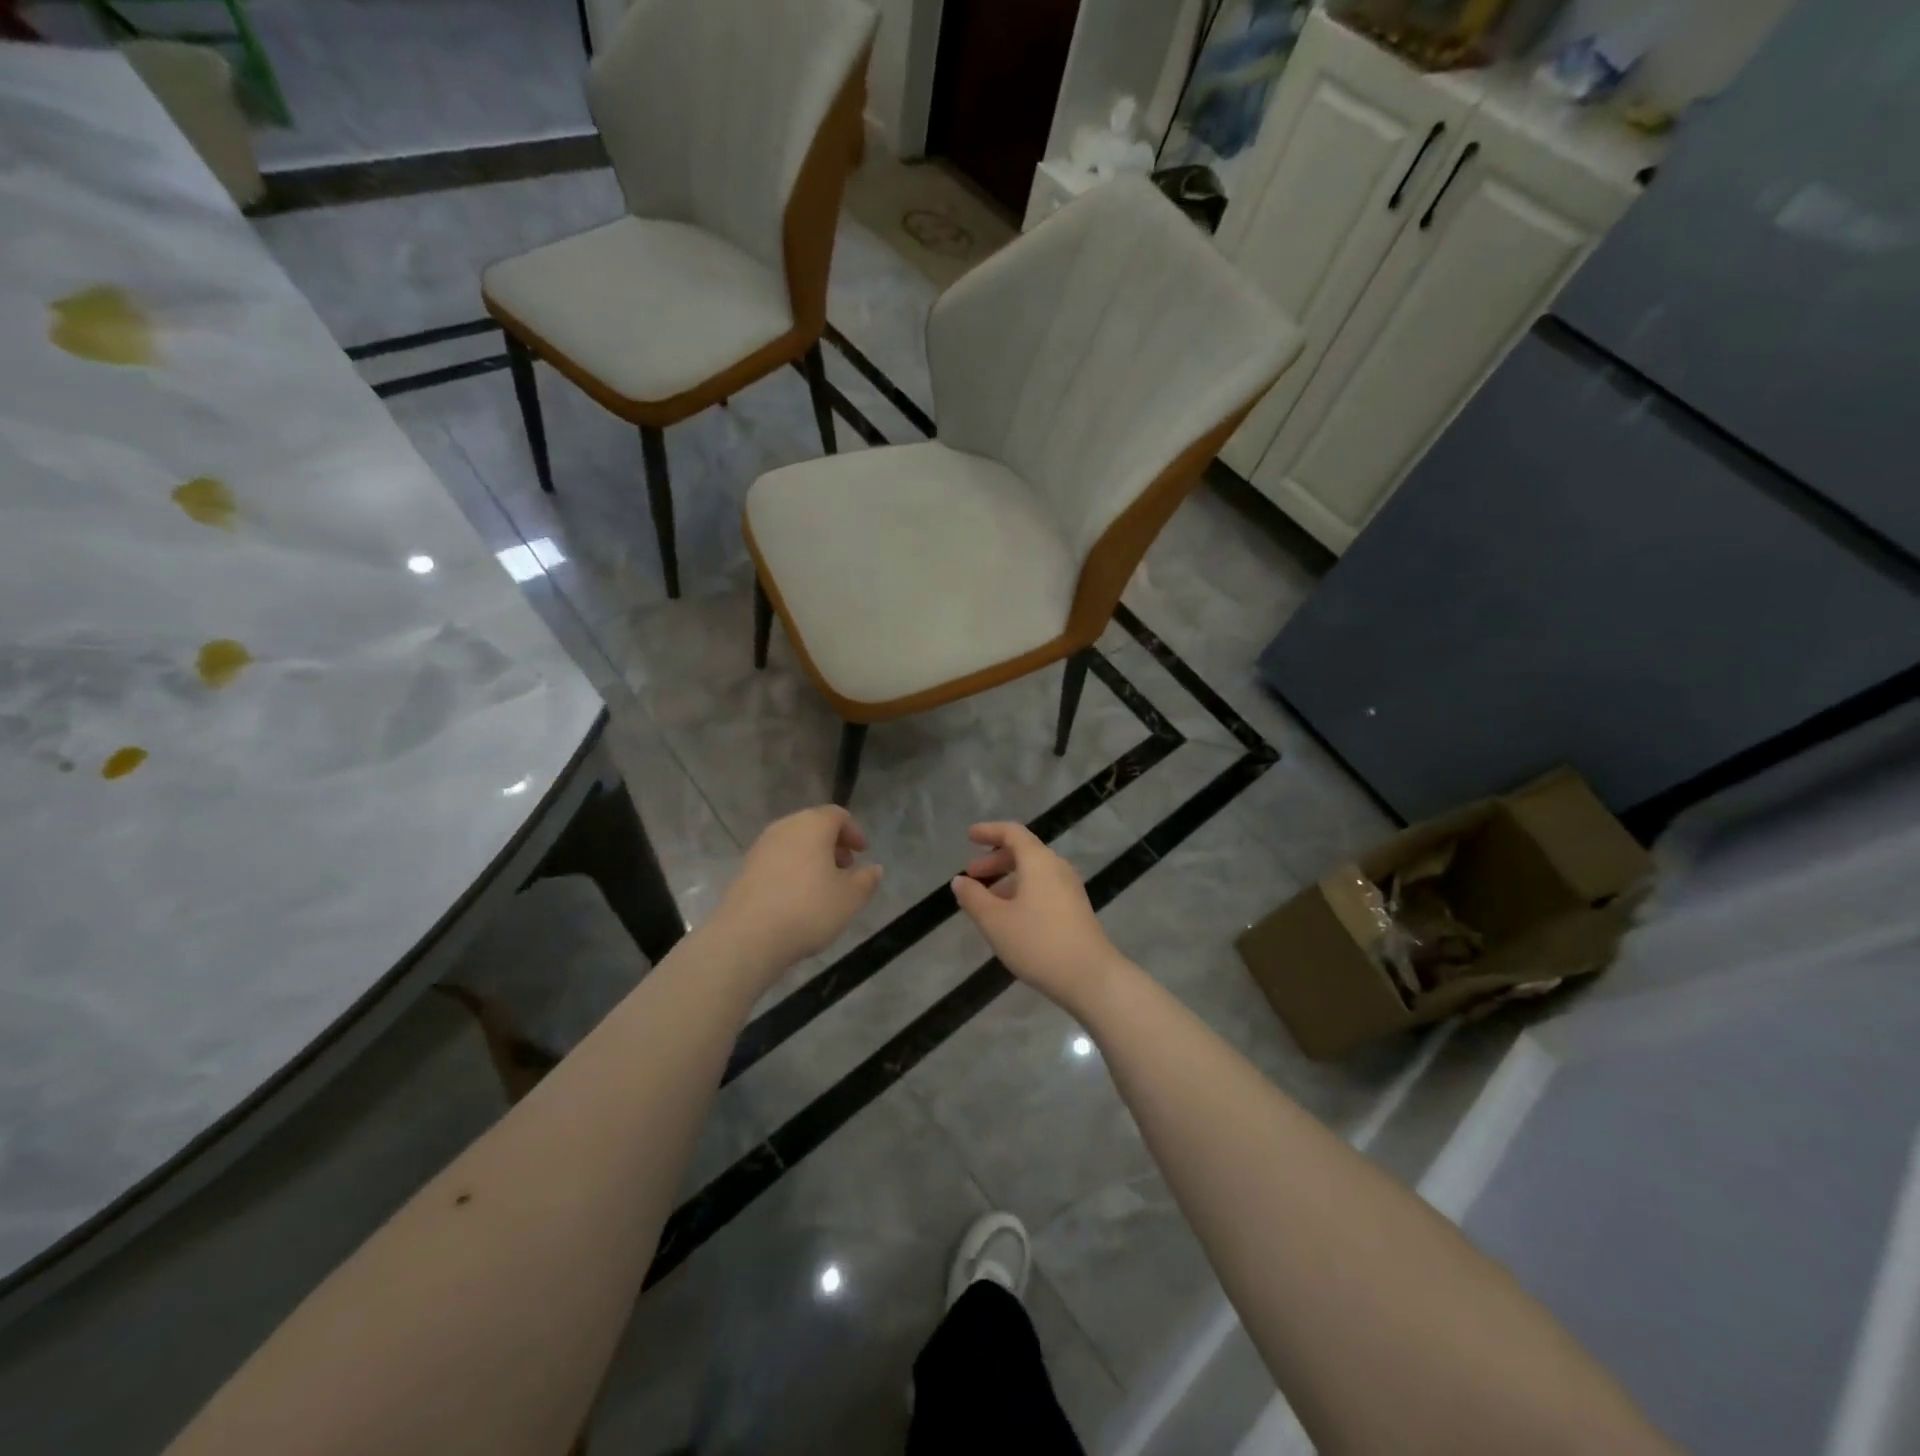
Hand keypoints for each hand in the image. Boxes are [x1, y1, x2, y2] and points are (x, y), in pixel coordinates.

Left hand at [713, 806, 882, 978]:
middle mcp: (784, 828)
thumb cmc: (808, 909)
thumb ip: (867, 880)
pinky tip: (797, 898)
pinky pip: (776, 860)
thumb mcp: (850, 898)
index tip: (863, 852)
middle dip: (832, 844)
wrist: (747, 936)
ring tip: (823, 886)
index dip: (853, 832)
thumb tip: (874, 869)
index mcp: (812, 825)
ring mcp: (761, 847)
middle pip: (813, 826)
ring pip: (793, 843)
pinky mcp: (745, 869)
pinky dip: (792, 869)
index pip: (837, 815)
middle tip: (846, 868)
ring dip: (811, 857)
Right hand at [950, 822, 1122, 1010]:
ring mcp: (1070, 889)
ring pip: (1034, 872)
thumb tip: (959, 881)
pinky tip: (1010, 916)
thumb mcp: (995, 921)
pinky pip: (1043, 888)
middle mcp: (1057, 867)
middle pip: (1023, 852)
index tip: (970, 837)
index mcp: (1038, 861)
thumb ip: (973, 897)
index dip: (989, 831)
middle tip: (971, 875)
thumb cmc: (1037, 942)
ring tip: (985, 900)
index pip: (1012, 833)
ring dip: (1007, 879)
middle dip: (995, 860)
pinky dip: (1022, 891)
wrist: (1090, 976)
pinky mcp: (1075, 909)